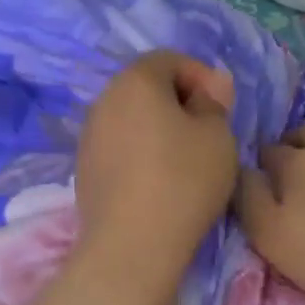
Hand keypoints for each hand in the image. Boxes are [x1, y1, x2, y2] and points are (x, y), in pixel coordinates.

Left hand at [76, 51, 238, 280]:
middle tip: (206, 130)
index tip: (221, 106)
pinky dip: (138, 151)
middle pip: (144, 86)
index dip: (200, 75)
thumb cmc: (183, 180)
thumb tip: (209, 86)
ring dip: (157, 127)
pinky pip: (117, 145)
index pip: (168, 59)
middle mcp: (103, 100)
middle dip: (177, 100)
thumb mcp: (217, 136)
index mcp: (134, 81)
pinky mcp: (84, 168)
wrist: (131, 244)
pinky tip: (157, 180)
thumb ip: (214, 102)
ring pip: (129, 117)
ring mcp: (88, 135)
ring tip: (184, 157)